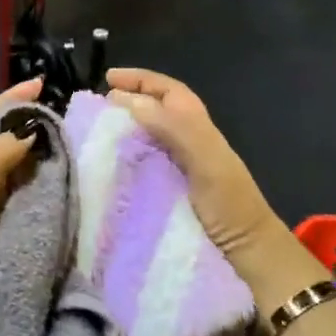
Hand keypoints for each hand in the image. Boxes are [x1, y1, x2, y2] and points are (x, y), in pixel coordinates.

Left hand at [0, 80, 43, 311]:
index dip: (11, 99)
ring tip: (58, 142)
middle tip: (56, 112)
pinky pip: (13, 187)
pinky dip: (30, 176)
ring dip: (28, 147)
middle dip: (22, 119)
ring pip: (6, 160)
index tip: (39, 83)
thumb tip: (28, 129)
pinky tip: (48, 182)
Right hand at [104, 67, 286, 271]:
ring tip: (90, 133)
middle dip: (126, 102)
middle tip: (92, 108)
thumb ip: (174, 128)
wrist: (245, 255)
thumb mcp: (206, 161)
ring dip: (121, 130)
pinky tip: (102, 169)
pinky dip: (120, 161)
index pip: (168, 91)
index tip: (107, 79)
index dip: (141, 80)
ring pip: (145, 137)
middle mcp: (186, 142)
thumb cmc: (229, 206)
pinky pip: (139, 167)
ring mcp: (176, 169)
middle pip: (155, 111)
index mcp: (198, 127)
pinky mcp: (165, 194)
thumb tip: (128, 100)